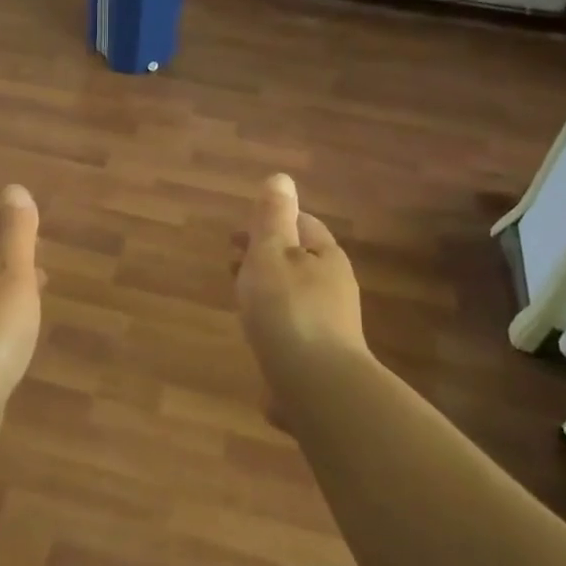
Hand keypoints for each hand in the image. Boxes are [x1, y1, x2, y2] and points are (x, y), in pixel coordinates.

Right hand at [235, 174, 368, 391]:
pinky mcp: (321, 359)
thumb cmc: (288, 311)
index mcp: (326, 257)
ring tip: (239, 301)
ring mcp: (331, 327)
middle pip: (299, 262)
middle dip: (266, 259)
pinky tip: (257, 340)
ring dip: (268, 292)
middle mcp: (335, 288)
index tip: (234, 236)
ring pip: (294, 297)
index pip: (301, 226)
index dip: (269, 224)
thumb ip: (272, 218)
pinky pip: (293, 331)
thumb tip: (280, 178)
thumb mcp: (272, 254)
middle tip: (231, 265)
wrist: (316, 387)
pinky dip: (273, 325)